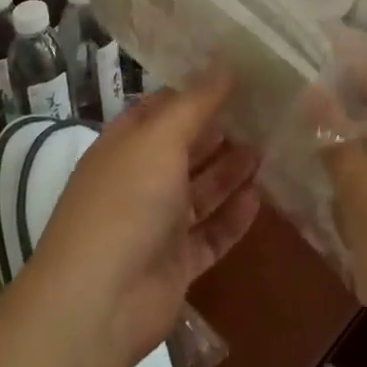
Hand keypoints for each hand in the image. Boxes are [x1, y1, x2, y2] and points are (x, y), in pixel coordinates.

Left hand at [26, 71, 261, 366]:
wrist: (99, 302)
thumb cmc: (127, 201)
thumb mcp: (161, 137)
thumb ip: (196, 102)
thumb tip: (225, 64)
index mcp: (126, 144)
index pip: (162, 108)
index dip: (195, 92)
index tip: (236, 76)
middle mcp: (139, 179)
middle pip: (184, 148)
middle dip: (219, 131)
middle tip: (263, 112)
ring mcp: (156, 224)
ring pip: (200, 191)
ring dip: (229, 172)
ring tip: (267, 148)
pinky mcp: (175, 264)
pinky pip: (209, 234)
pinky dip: (232, 218)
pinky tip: (259, 199)